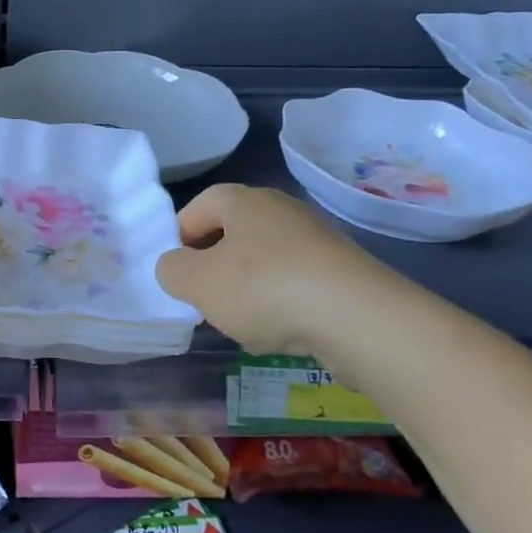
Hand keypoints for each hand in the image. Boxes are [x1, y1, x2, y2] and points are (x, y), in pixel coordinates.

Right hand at [155, 184, 389, 355]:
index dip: (178, 239)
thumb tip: (176, 266)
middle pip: (231, 235)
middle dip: (214, 268)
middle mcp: (280, 209)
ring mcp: (316, 239)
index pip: (196, 208)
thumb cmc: (264, 289)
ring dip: (247, 290)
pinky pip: (296, 283)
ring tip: (245, 324)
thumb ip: (171, 270)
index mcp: (242, 200)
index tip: (178, 275)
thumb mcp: (196, 282)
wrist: (360, 319)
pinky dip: (282, 304)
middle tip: (206, 300)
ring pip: (263, 261)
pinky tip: (283, 332)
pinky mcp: (342, 271)